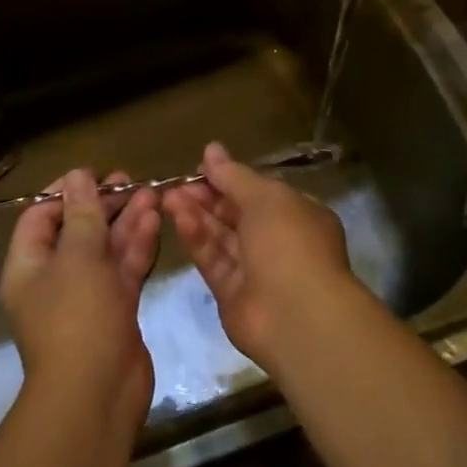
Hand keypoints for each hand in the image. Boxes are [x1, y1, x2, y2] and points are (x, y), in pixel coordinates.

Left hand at [0, 170, 159, 419]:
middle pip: (77, 230)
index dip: (64, 192)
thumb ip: (82, 213)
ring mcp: (86, 296)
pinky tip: (154, 219)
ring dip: (125, 221)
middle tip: (129, 181)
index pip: (40, 217)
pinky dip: (137, 245)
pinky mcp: (115, 310)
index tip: (93, 174)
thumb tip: (77, 176)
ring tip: (150, 191)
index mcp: (28, 266)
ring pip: (105, 248)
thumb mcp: (77, 256)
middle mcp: (54, 279)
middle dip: (102, 204)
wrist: (97, 394)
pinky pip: (123, 269)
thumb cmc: (76, 317)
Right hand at [162, 142, 356, 372]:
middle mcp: (279, 242)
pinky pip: (214, 260)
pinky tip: (178, 219)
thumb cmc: (289, 243)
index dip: (231, 178)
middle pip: (237, 214)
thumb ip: (234, 176)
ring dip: (197, 215)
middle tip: (177, 183)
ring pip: (221, 237)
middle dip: (208, 197)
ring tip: (168, 196)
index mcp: (298, 215)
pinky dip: (197, 239)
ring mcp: (256, 270)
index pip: (260, 192)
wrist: (296, 316)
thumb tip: (211, 150)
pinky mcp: (233, 294)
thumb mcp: (265, 197)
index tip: (201, 167)